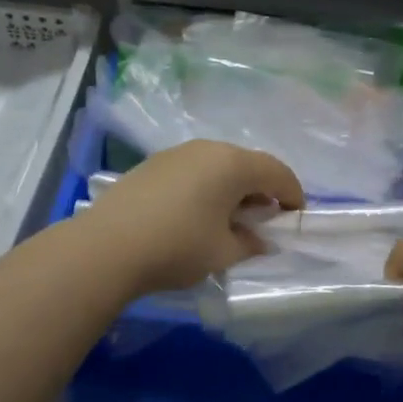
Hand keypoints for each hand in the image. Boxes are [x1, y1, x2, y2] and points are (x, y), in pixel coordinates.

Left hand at [86, 140, 302, 296]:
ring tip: (231, 217)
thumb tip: (261, 239)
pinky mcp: (153, 164)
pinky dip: (207, 186)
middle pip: (247, 164)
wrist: (106, 246)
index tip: (296, 218)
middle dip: (262, 189)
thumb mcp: (223, 253)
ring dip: (233, 187)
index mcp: (233, 164)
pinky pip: (194, 170)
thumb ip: (251, 243)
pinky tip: (198, 212)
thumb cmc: (177, 246)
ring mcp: (177, 153)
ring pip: (218, 165)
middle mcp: (207, 149)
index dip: (292, 194)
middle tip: (266, 219)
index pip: (277, 172)